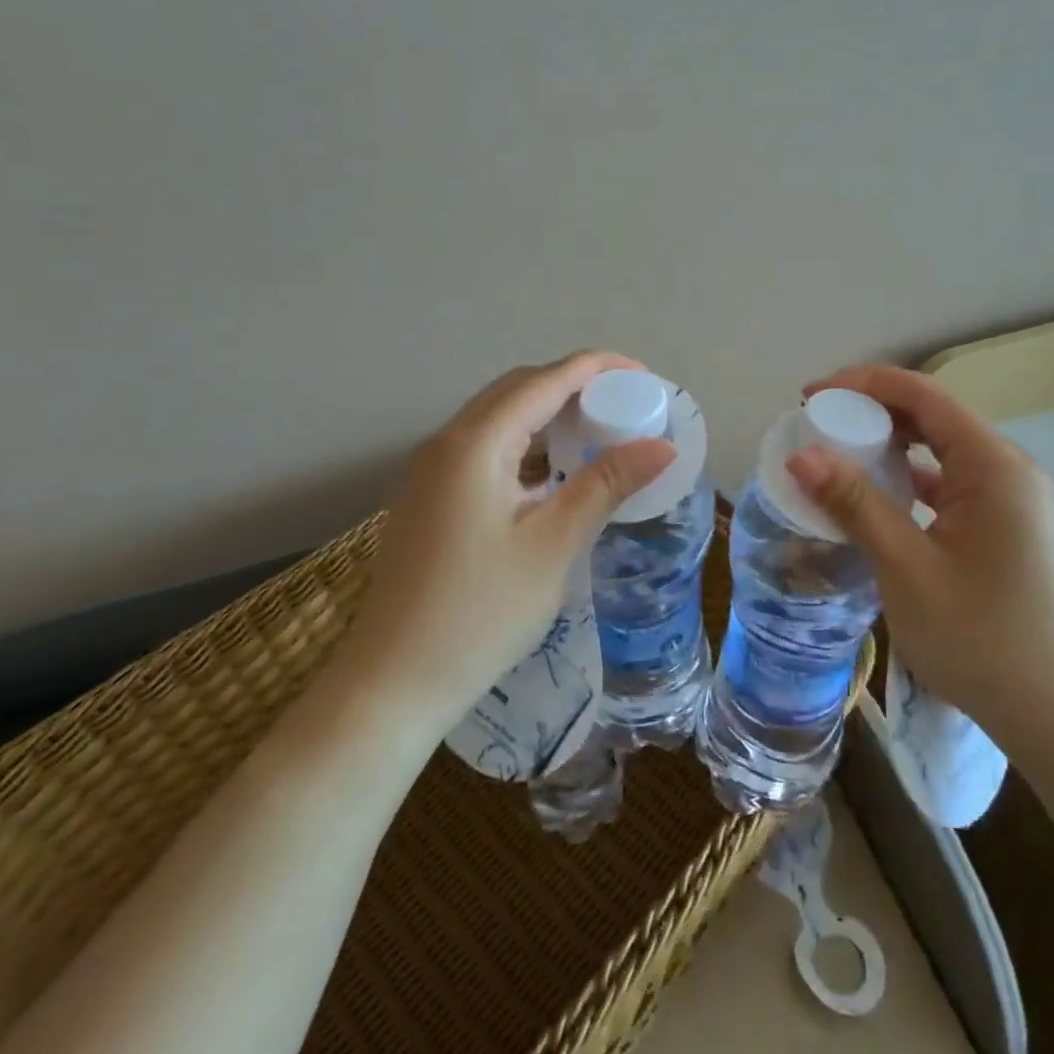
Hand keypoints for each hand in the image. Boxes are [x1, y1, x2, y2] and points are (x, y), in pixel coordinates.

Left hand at [350, 352, 674, 730]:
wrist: (391, 684)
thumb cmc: (479, 614)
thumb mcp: (553, 546)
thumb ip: (606, 484)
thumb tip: (662, 445)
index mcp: (475, 443)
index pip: (545, 380)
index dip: (598, 368)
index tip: (645, 377)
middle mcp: (446, 442)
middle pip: (519, 389)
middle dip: (575, 386)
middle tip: (626, 406)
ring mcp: (430, 469)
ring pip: (499, 417)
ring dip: (549, 415)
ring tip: (598, 433)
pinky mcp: (428, 496)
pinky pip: (484, 447)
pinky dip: (525, 445)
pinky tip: (554, 473)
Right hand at [786, 365, 1053, 768]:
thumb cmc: (980, 639)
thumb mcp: (906, 567)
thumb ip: (855, 503)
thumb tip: (800, 455)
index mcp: (995, 467)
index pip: (923, 395)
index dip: (862, 384)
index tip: (811, 395)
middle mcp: (1012, 472)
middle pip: (935, 418)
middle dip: (873, 413)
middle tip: (818, 425)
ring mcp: (1016, 503)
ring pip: (944, 454)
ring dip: (891, 449)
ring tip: (839, 458)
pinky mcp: (1011, 531)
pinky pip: (954, 486)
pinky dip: (912, 483)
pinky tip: (879, 501)